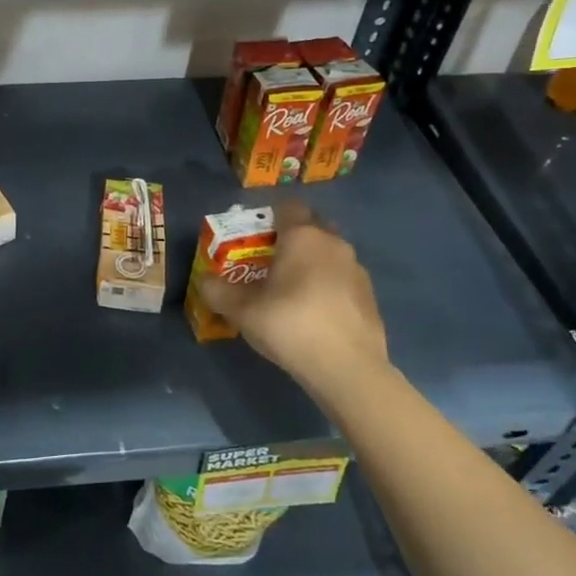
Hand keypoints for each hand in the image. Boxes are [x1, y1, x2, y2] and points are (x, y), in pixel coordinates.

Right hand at [201, 203, 389, 389]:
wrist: (348, 369)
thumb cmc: (291, 325)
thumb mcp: (241, 311)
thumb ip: (217, 291)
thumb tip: (204, 280)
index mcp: (302, 236)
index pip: (287, 206)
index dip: (270, 216)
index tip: (255, 237)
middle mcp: (333, 243)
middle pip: (311, 226)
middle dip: (292, 238)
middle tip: (270, 262)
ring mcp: (356, 269)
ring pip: (329, 253)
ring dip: (312, 263)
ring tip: (292, 290)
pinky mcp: (370, 296)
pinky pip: (342, 278)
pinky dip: (328, 286)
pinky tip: (315, 313)